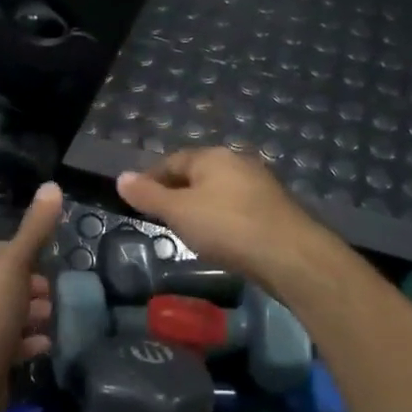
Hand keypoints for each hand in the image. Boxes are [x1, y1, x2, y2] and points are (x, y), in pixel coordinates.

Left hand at [0, 183, 63, 411]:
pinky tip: (43, 345)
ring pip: (3, 312)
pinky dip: (24, 340)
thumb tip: (53, 186)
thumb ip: (35, 230)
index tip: (43, 263)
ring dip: (29, 314)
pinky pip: (3, 341)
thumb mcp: (15, 267)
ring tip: (51, 318)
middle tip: (50, 294)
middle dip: (28, 286)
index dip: (20, 254)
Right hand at [115, 148, 320, 284]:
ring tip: (187, 230)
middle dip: (177, 192)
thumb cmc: (226, 227)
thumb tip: (121, 177)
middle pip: (197, 174)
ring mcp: (260, 185)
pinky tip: (220, 239)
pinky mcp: (274, 209)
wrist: (290, 256)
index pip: (171, 161)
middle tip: (160, 216)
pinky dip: (222, 219)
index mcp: (212, 156)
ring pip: (219, 191)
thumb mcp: (178, 212)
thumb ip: (148, 195)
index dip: (150, 179)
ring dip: (201, 206)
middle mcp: (237, 162)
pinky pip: (237, 208)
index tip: (137, 200)